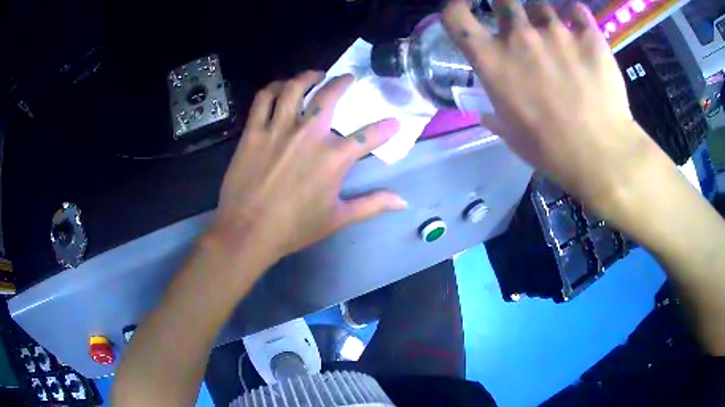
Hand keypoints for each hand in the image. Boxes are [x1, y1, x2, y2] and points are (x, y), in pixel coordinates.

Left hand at [209, 71, 406, 259]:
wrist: (247, 231)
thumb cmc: (294, 228)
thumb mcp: (338, 219)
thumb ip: (372, 205)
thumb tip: (403, 202)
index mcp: (333, 158)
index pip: (369, 135)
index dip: (387, 127)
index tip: (395, 122)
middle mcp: (308, 134)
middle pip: (329, 96)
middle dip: (343, 82)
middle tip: (347, 78)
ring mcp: (278, 129)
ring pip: (294, 88)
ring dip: (308, 76)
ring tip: (315, 75)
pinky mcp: (253, 131)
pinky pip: (263, 99)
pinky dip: (273, 88)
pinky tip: (280, 87)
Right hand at [442, 0, 670, 211]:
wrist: (601, 154)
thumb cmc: (552, 150)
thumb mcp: (513, 136)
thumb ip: (496, 115)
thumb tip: (487, 113)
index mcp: (493, 61)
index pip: (456, 17)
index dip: (456, 7)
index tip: (466, 8)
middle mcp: (519, 36)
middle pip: (504, 1)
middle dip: (509, 10)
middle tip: (522, 26)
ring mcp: (556, 31)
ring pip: (542, 5)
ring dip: (545, 16)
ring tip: (559, 36)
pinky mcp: (588, 35)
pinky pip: (577, 10)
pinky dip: (576, 16)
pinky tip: (581, 29)